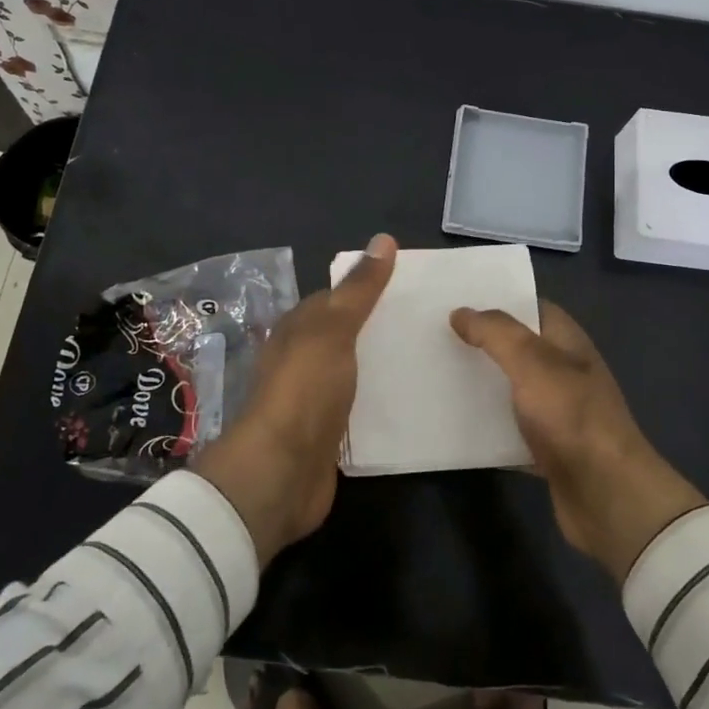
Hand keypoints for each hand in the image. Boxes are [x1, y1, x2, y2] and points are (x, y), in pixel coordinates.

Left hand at [193, 233, 396, 564]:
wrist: (282, 470)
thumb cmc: (305, 388)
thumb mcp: (334, 328)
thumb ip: (360, 289)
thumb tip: (384, 238)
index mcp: (297, 330)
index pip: (333, 299)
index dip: (365, 290)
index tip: (408, 288)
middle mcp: (301, 360)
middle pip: (343, 336)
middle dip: (376, 330)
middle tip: (426, 325)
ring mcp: (312, 399)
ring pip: (350, 372)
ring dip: (378, 366)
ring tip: (426, 359)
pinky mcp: (327, 434)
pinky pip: (357, 409)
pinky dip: (377, 401)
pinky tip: (407, 401)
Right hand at [451, 301, 706, 580]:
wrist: (607, 496)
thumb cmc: (572, 417)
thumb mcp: (533, 363)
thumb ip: (496, 333)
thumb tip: (461, 312)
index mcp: (567, 343)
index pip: (531, 308)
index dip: (497, 301)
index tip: (455, 299)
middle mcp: (563, 373)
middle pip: (516, 349)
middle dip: (480, 342)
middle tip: (434, 336)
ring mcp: (556, 413)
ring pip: (509, 389)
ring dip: (479, 385)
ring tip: (433, 374)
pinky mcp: (546, 449)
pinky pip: (507, 430)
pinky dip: (484, 427)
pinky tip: (451, 424)